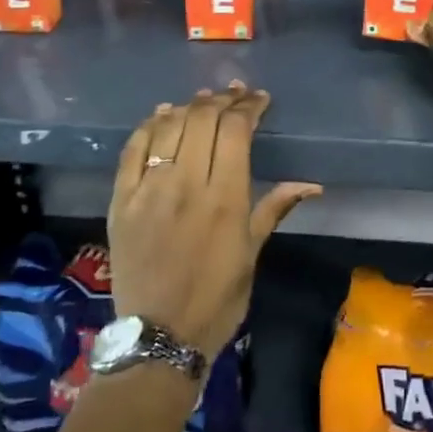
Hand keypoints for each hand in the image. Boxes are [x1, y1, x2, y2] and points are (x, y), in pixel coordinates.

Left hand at [107, 83, 321, 362]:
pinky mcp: (121, 201)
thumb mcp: (252, 254)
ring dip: (188, 107)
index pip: (235, 131)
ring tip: (203, 100)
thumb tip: (311, 184)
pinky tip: (161, 115)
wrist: (158, 337)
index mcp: (224, 198)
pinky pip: (132, 150)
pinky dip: (148, 126)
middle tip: (234, 94)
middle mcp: (186, 184)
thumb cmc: (216, 299)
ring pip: (168, 128)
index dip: (248, 108)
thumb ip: (274, 208)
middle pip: (202, 120)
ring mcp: (148, 190)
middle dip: (222, 100)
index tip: (259, 99)